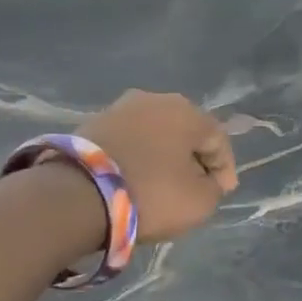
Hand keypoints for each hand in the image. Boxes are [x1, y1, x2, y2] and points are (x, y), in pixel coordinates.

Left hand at [79, 91, 237, 242]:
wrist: (76, 196)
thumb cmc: (151, 194)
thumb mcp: (200, 201)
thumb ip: (214, 187)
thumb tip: (206, 179)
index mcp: (187, 111)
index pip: (218, 139)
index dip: (225, 168)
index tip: (223, 193)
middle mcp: (155, 99)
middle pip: (185, 132)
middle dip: (194, 159)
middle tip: (196, 186)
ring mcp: (119, 108)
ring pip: (155, 135)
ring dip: (164, 157)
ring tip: (164, 185)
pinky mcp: (91, 124)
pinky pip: (129, 142)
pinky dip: (138, 158)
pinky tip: (137, 179)